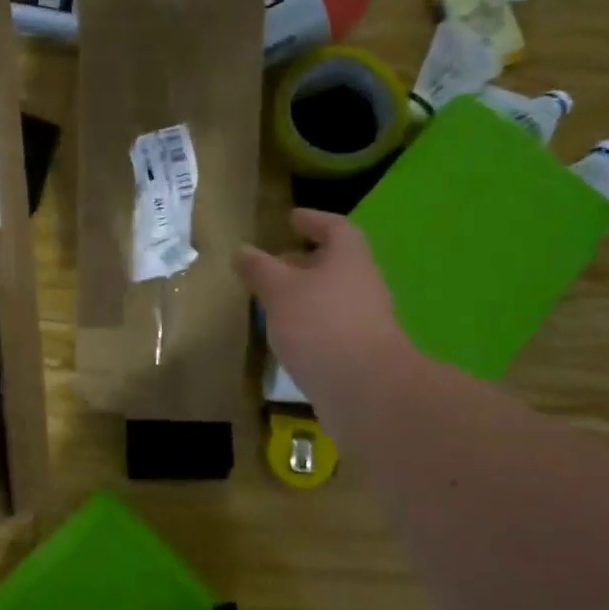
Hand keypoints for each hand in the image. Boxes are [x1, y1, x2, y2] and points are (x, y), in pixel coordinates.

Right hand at [235, 209, 408, 408]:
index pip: (334, 227)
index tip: (291, 219)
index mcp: (349, 258)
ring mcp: (365, 320)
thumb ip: (259, 269)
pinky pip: (330, 326)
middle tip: (272, 264)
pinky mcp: (360, 351)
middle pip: (334, 263)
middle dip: (303, 261)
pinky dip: (309, 324)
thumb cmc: (320, 325)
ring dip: (304, 295)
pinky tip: (286, 336)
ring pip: (331, 297)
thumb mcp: (279, 291)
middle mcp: (363, 284)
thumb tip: (242, 250)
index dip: (312, 220)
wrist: (365, 390)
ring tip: (272, 301)